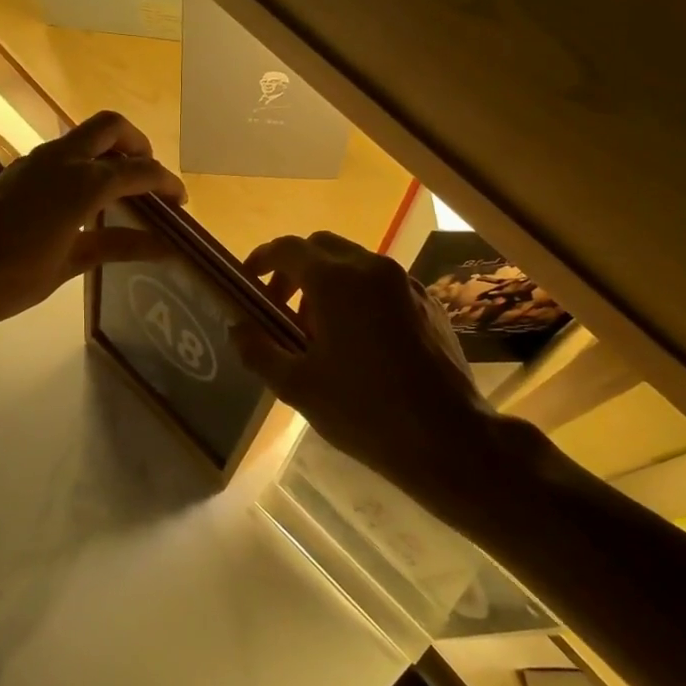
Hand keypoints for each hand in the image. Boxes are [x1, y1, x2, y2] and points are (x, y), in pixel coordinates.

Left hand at [0, 111, 185, 335]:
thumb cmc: (12, 276)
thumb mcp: (71, 263)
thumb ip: (118, 245)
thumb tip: (164, 246)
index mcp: (83, 182)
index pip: (139, 170)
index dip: (166, 183)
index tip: (180, 203)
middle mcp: (61, 159)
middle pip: (112, 127)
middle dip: (138, 145)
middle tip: (149, 178)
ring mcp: (35, 160)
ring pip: (83, 135)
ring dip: (109, 151)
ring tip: (120, 190)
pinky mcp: (17, 170)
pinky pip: (62, 152)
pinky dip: (84, 163)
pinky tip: (83, 200)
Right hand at [231, 231, 509, 499]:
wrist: (448, 437)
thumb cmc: (364, 411)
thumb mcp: (297, 386)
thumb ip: (258, 350)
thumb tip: (237, 328)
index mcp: (336, 281)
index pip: (289, 249)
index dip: (262, 259)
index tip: (248, 281)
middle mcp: (372, 268)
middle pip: (322, 248)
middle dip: (294, 270)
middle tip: (280, 308)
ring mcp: (405, 283)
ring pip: (354, 264)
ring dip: (327, 283)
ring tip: (318, 332)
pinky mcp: (428, 303)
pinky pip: (382, 284)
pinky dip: (358, 295)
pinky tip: (358, 341)